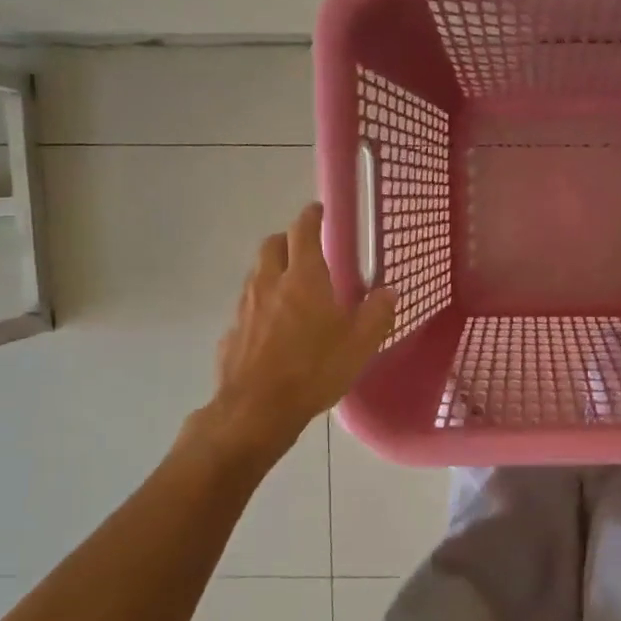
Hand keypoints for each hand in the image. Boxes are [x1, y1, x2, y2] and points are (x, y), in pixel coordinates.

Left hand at [187, 203, 394, 463]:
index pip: (303, 230)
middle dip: (288, 240)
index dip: (311, 216)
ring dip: (273, 271)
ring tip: (293, 289)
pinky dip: (262, 305)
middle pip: (272, 245)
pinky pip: (248, 307)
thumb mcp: (360, 344)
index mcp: (303, 277)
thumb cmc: (314, 370)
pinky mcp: (231, 332)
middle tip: (306, 250)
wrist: (256, 410)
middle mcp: (269, 282)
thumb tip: (389, 291)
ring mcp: (245, 307)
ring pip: (257, 274)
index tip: (318, 210)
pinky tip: (274, 329)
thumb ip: (377, 313)